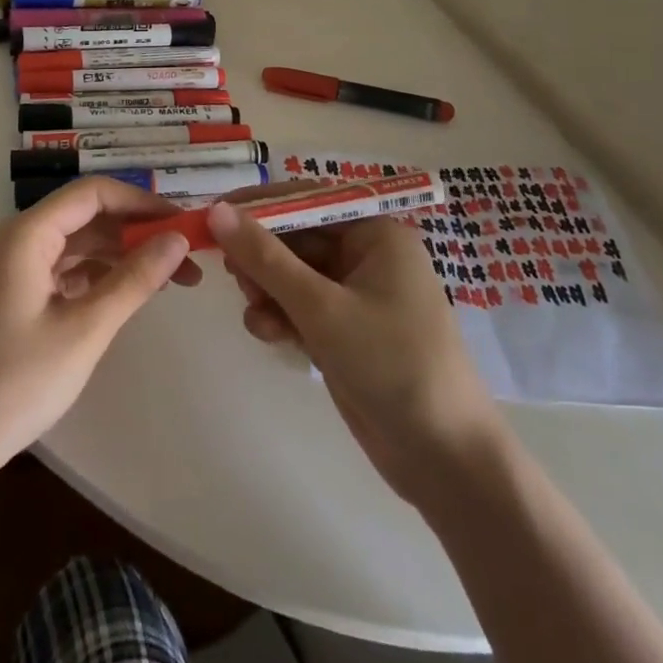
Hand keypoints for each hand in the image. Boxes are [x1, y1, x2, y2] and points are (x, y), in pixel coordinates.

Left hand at [0, 177, 197, 494]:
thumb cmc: (12, 384)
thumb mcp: (84, 331)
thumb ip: (134, 279)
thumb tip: (178, 238)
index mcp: (28, 233)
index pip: (94, 193)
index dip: (142, 203)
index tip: (185, 224)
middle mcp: (18, 239)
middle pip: (87, 217)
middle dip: (137, 233)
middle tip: (187, 261)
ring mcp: (13, 269)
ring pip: (78, 246)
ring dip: (121, 257)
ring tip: (170, 281)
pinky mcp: (13, 297)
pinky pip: (64, 271)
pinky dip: (97, 279)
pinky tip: (127, 298)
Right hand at [207, 197, 503, 508]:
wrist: (446, 462)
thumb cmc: (391, 365)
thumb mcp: (321, 308)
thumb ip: (265, 258)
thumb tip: (217, 210)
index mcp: (376, 234)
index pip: (308, 199)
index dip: (260, 204)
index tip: (215, 214)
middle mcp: (368, 256)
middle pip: (298, 237)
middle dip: (262, 255)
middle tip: (229, 271)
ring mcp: (358, 296)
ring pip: (295, 274)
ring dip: (268, 288)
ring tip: (253, 308)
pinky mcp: (347, 332)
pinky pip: (303, 307)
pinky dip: (282, 315)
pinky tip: (267, 333)